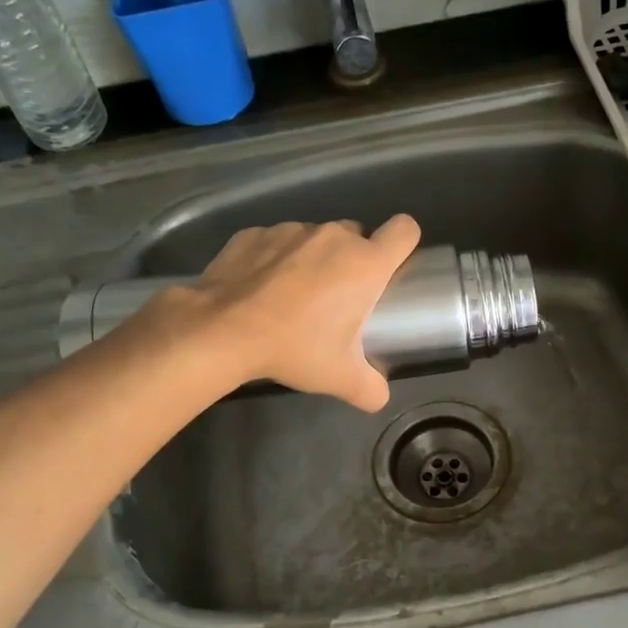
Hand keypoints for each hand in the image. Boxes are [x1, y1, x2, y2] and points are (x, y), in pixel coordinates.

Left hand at [184, 216, 421, 410]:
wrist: (222, 330)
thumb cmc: (295, 348)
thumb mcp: (341, 379)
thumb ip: (371, 389)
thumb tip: (379, 397)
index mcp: (365, 264)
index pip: (404, 231)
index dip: (404, 244)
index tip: (392, 268)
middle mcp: (333, 237)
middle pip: (358, 235)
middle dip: (353, 260)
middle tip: (338, 298)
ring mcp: (291, 230)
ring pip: (316, 238)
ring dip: (313, 260)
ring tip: (293, 297)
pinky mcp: (255, 234)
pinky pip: (277, 242)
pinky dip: (275, 260)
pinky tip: (261, 290)